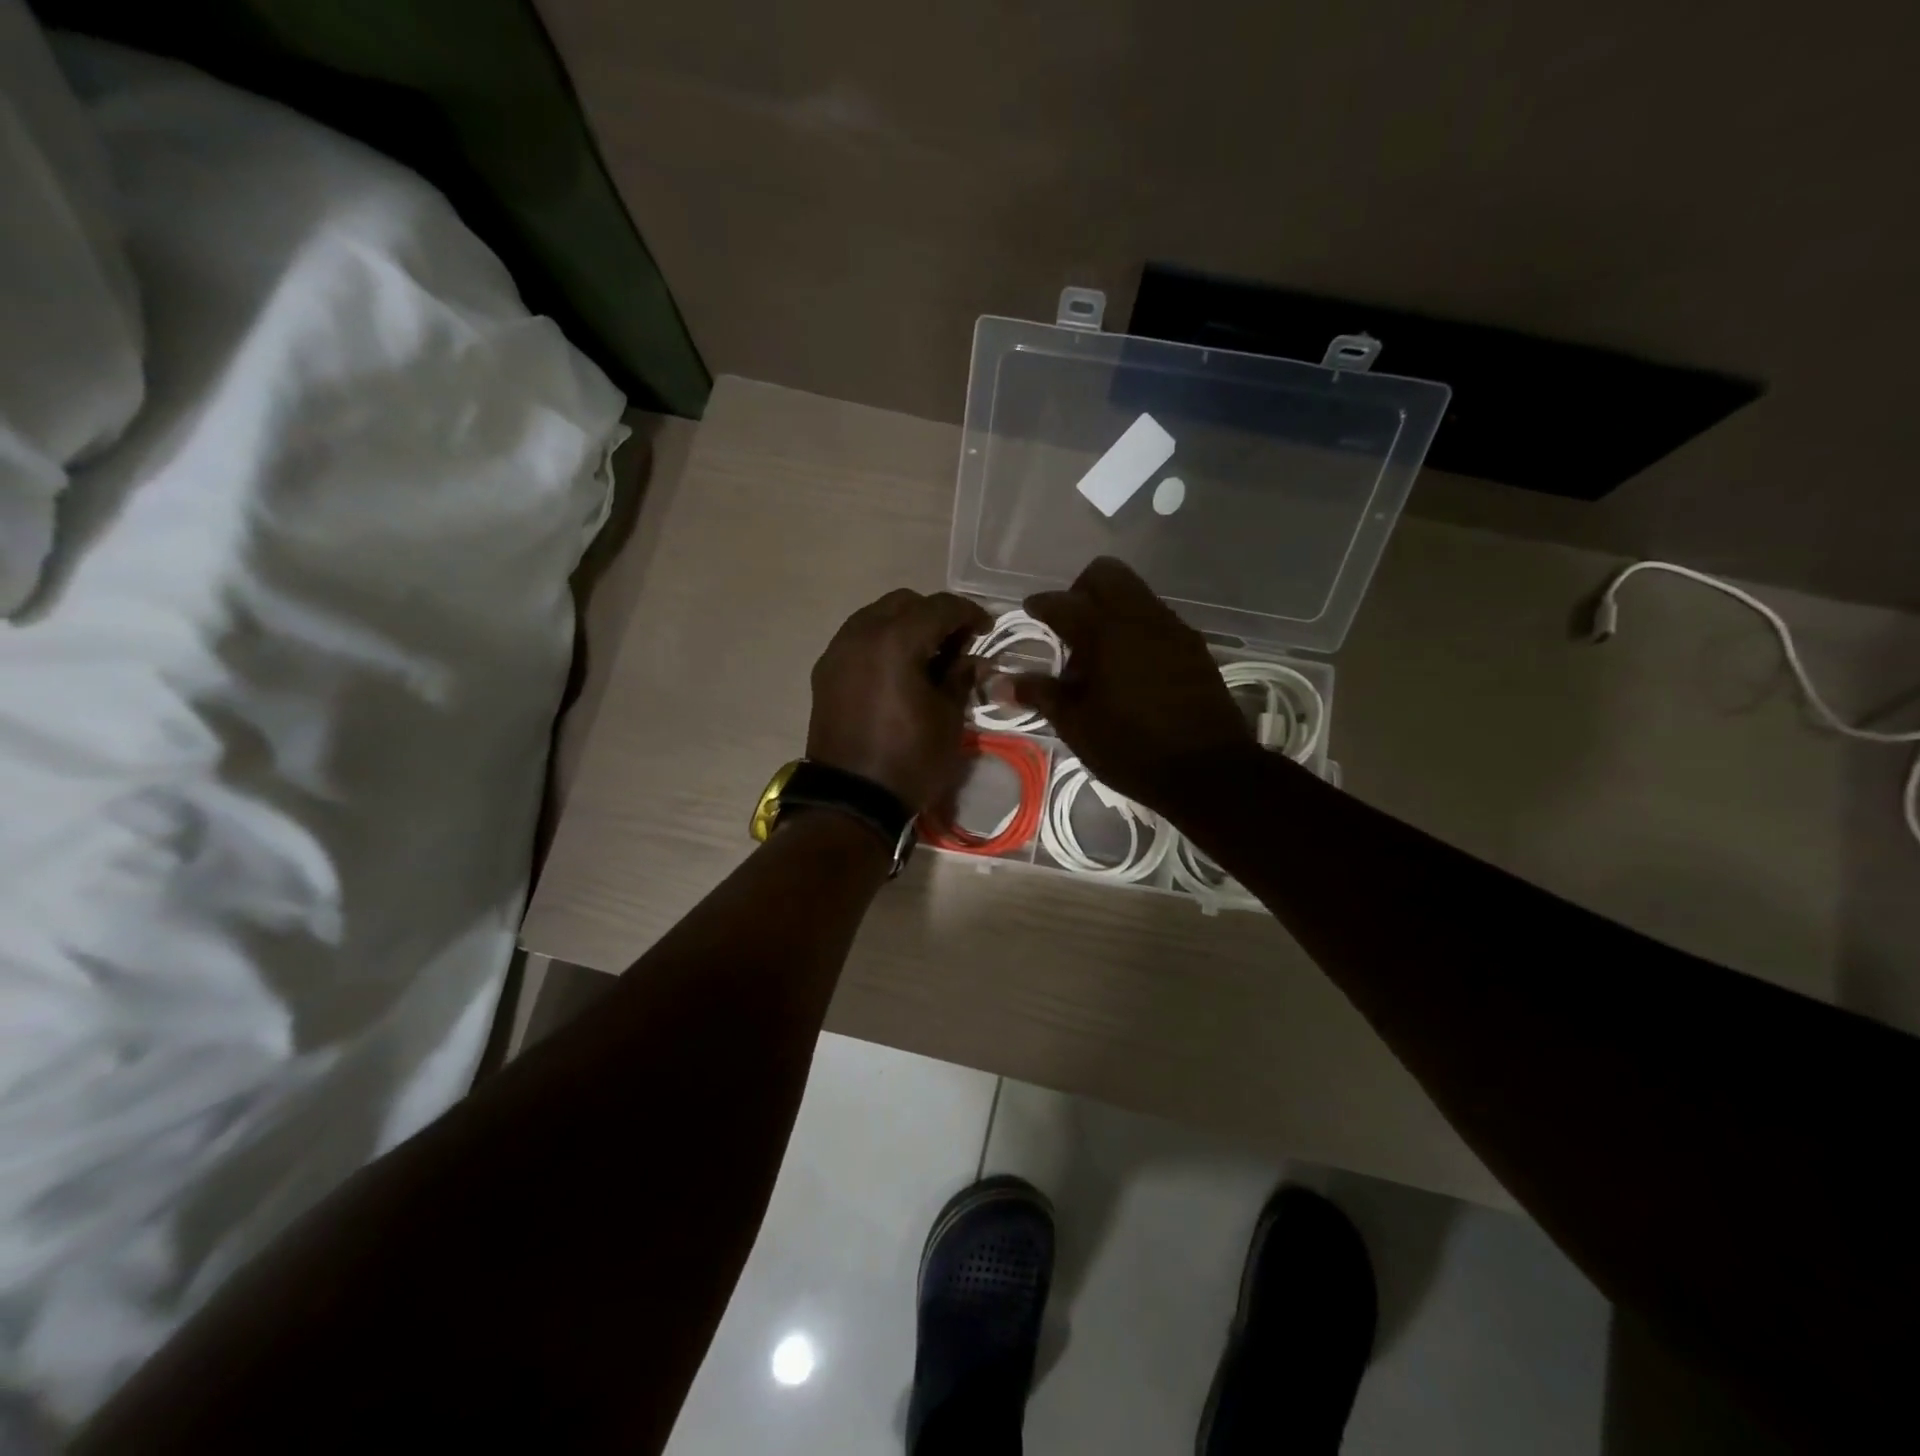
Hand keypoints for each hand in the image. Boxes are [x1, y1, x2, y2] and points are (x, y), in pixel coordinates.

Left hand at [807, 589, 991, 811]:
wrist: (851, 800)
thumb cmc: (909, 760)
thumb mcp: (948, 719)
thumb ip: (960, 678)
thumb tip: (971, 660)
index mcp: (896, 641)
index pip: (939, 607)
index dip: (969, 613)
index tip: (987, 629)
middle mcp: (861, 635)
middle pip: (904, 603)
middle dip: (934, 615)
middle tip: (956, 643)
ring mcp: (838, 651)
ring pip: (876, 616)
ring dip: (905, 625)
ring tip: (926, 655)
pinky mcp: (825, 672)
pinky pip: (858, 639)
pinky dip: (881, 642)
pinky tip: (897, 669)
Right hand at [1008, 557, 1255, 812]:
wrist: (1209, 771)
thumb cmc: (1132, 749)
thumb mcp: (1077, 726)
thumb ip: (1041, 694)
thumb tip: (1001, 682)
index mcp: (1105, 633)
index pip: (1062, 602)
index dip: (1040, 605)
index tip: (1030, 611)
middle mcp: (1140, 618)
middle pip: (1105, 574)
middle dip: (1080, 591)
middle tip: (1068, 627)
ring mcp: (1172, 628)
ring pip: (1134, 594)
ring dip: (1110, 609)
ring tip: (1099, 656)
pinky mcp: (1193, 646)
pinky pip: (1156, 618)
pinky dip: (1135, 629)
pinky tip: (1130, 668)